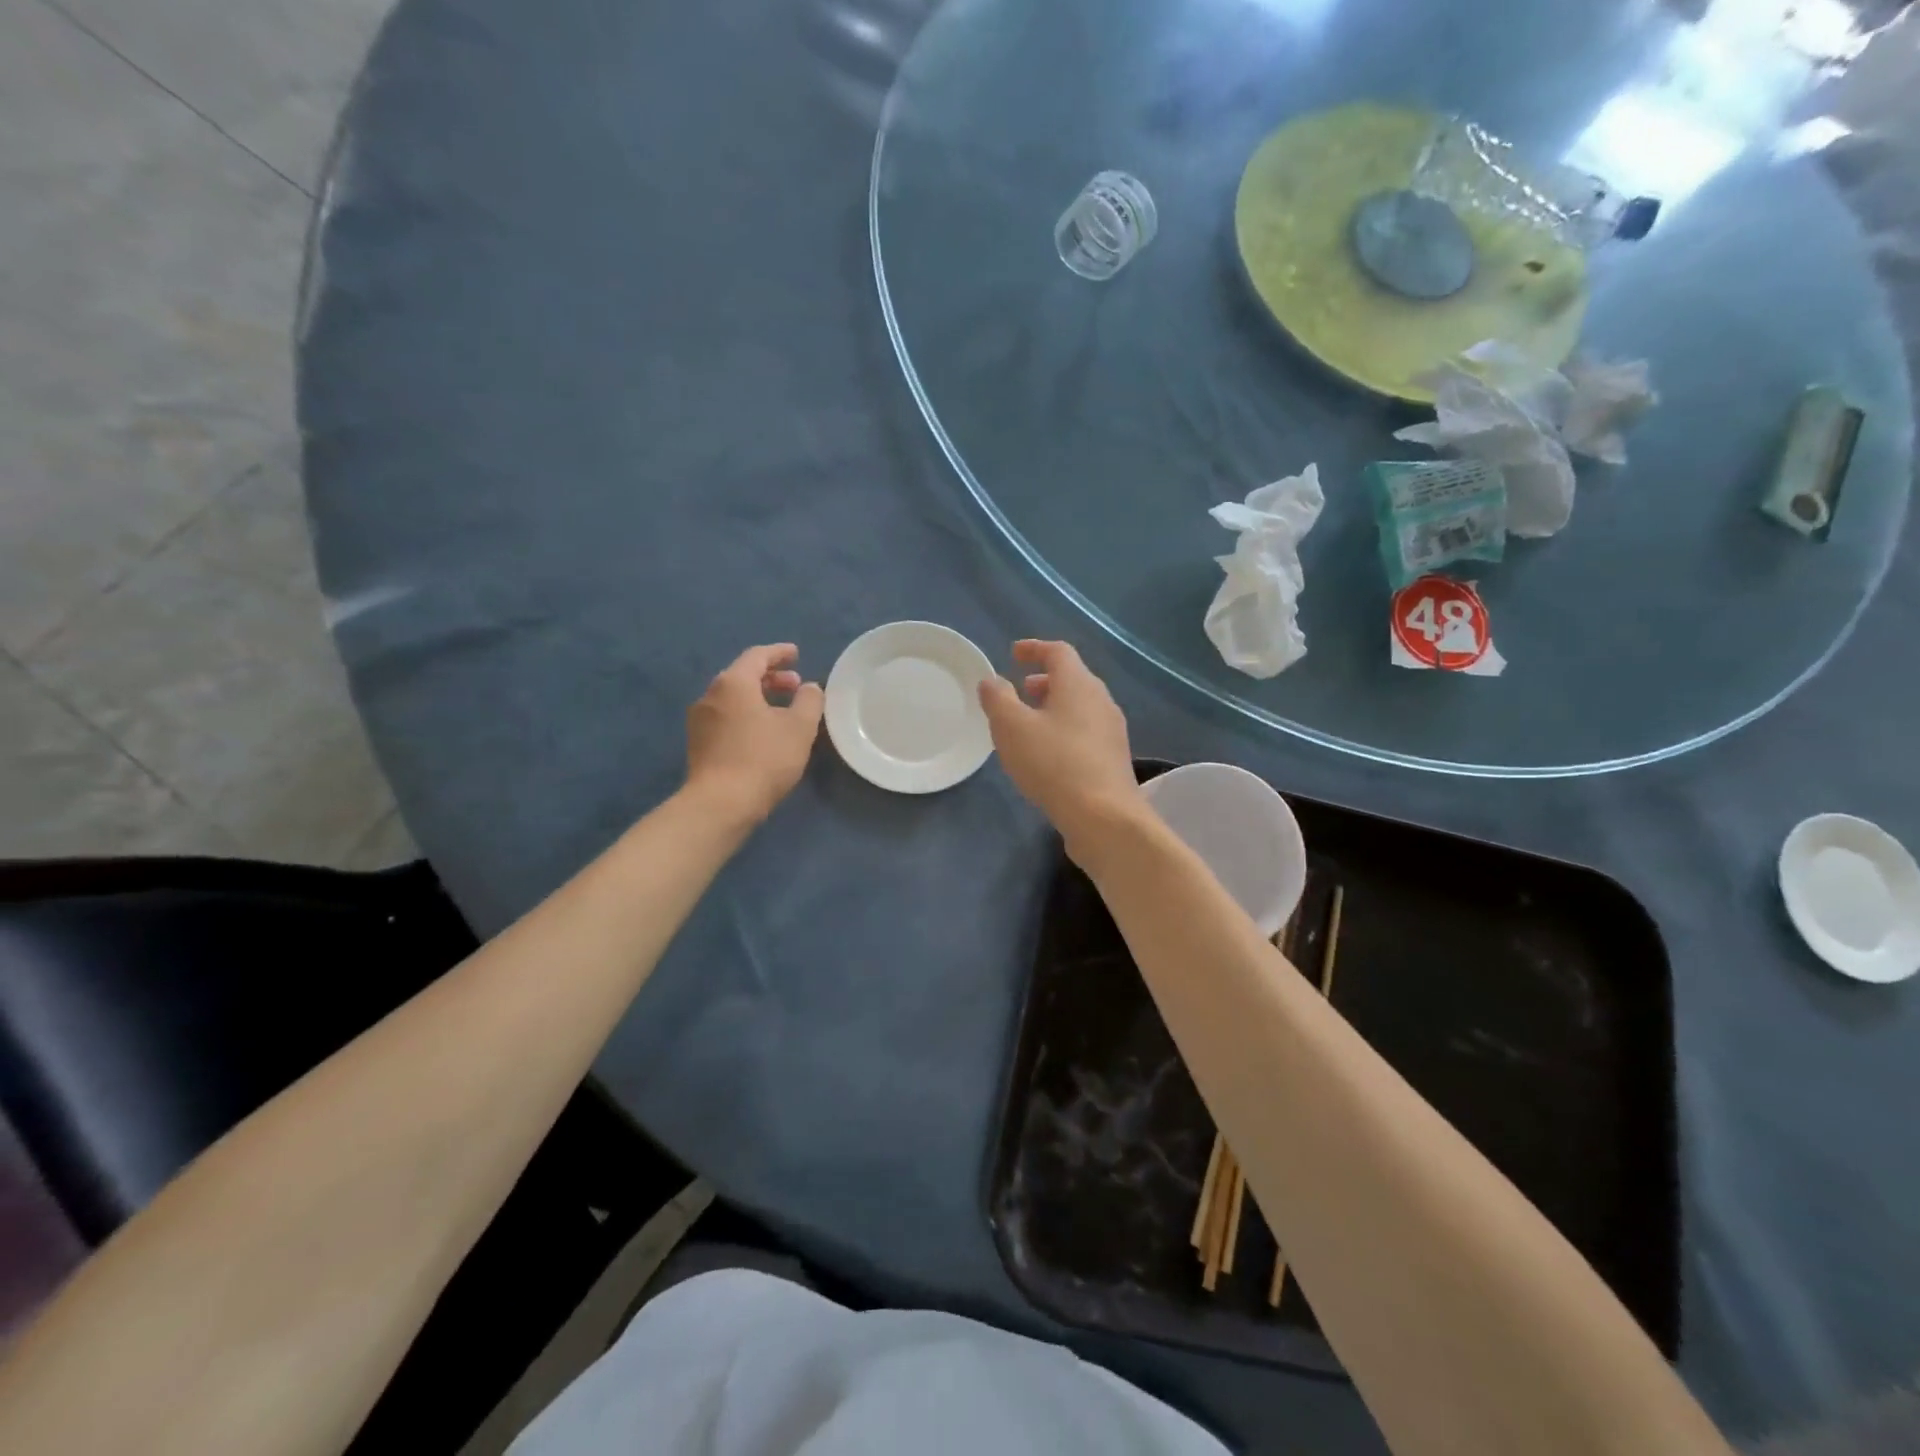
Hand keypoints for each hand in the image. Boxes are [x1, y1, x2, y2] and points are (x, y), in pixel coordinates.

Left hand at [685, 644, 824, 823]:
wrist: (720, 804)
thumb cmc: (764, 758)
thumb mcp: (799, 728)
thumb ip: (809, 701)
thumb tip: (809, 687)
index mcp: (733, 683)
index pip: (757, 656)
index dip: (779, 653)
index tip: (796, 653)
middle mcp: (710, 695)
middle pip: (742, 676)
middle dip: (771, 678)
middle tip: (795, 686)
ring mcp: (699, 721)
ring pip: (733, 698)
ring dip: (759, 698)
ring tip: (782, 712)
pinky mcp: (698, 744)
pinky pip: (726, 717)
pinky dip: (746, 715)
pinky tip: (762, 733)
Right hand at [978, 640, 1142, 850]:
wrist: (1103, 817)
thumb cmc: (1053, 764)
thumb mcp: (1012, 728)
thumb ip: (998, 699)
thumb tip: (993, 681)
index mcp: (1079, 684)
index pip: (1058, 652)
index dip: (1034, 649)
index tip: (1013, 654)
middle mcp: (1101, 701)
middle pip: (1073, 679)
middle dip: (1044, 681)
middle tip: (1020, 690)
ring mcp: (1112, 731)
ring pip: (1080, 707)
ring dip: (1054, 707)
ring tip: (1029, 724)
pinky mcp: (1113, 759)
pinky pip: (1085, 732)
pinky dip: (1064, 730)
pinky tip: (1048, 755)